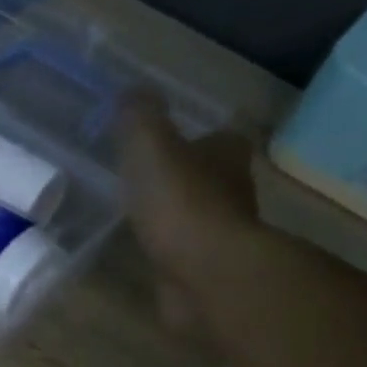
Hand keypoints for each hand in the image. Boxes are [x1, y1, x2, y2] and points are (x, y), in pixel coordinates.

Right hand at [120, 90, 263, 354]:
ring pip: (199, 217)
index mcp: (227, 155)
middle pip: (211, 177)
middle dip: (185, 178)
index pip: (220, 138)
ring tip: (140, 216)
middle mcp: (234, 192)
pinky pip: (185, 254)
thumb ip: (141, 118)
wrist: (205, 276)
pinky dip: (170, 251)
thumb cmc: (182, 203)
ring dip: (177, 216)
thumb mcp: (151, 147)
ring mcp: (222, 236)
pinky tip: (146, 251)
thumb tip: (132, 91)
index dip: (196, 138)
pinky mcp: (206, 272)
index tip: (168, 143)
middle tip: (147, 179)